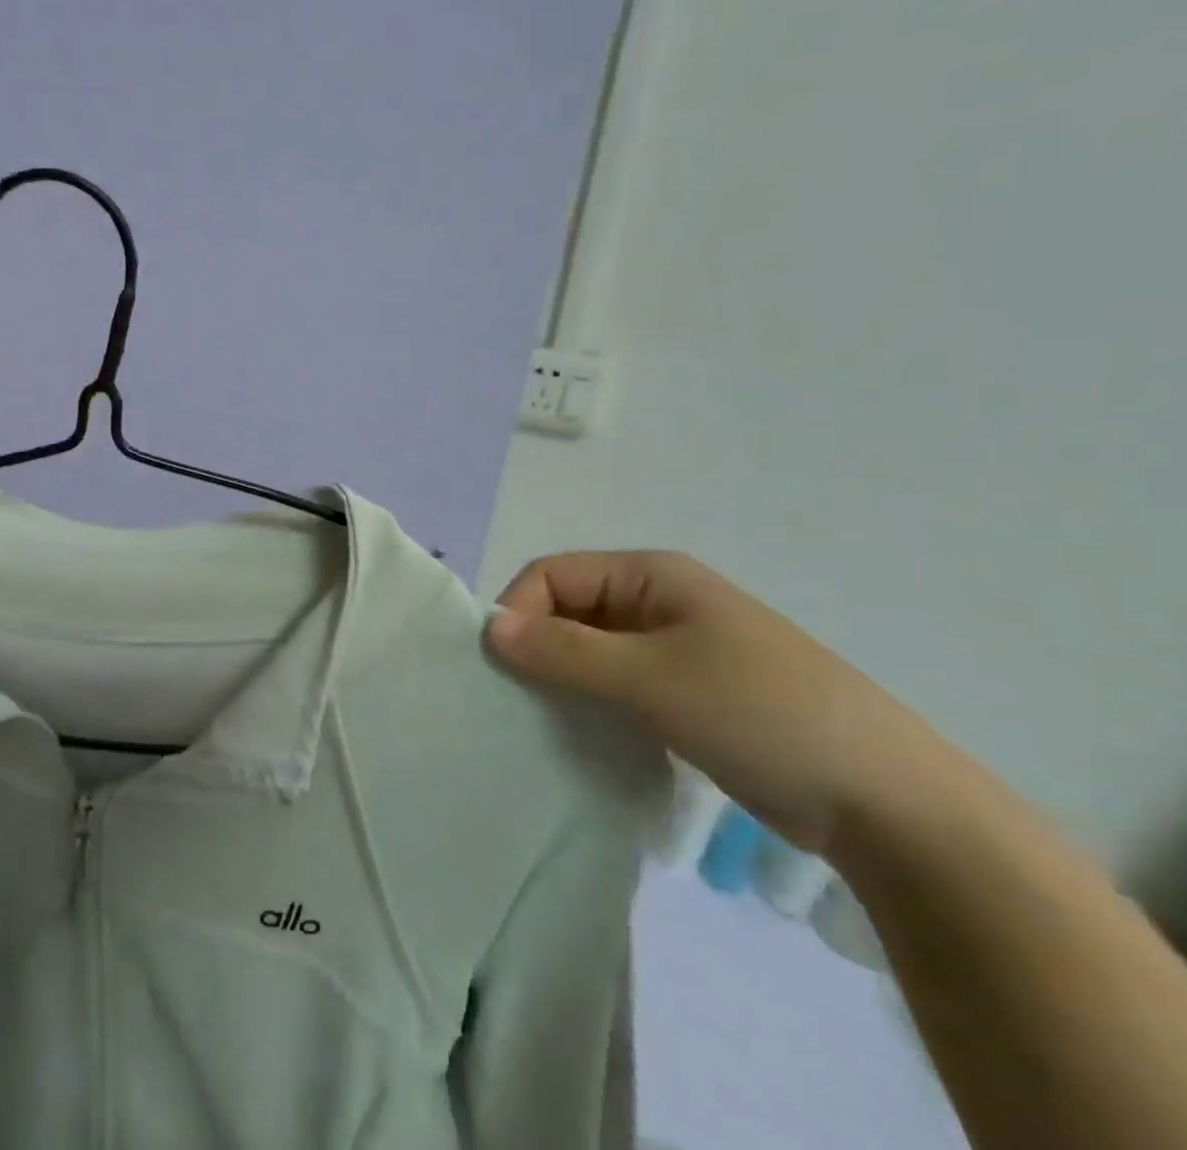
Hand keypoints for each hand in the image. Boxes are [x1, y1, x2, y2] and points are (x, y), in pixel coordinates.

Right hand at [485, 551, 945, 854]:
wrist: (887, 803)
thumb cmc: (760, 714)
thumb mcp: (651, 678)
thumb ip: (564, 651)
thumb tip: (489, 629)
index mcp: (652, 575)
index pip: (554, 574)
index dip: (519, 611)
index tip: (504, 670)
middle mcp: (658, 602)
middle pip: (569, 610)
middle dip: (537, 648)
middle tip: (519, 703)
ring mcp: (675, 650)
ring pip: (591, 651)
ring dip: (563, 681)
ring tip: (547, 725)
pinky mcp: (687, 695)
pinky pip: (617, 686)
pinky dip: (592, 705)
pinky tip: (585, 739)